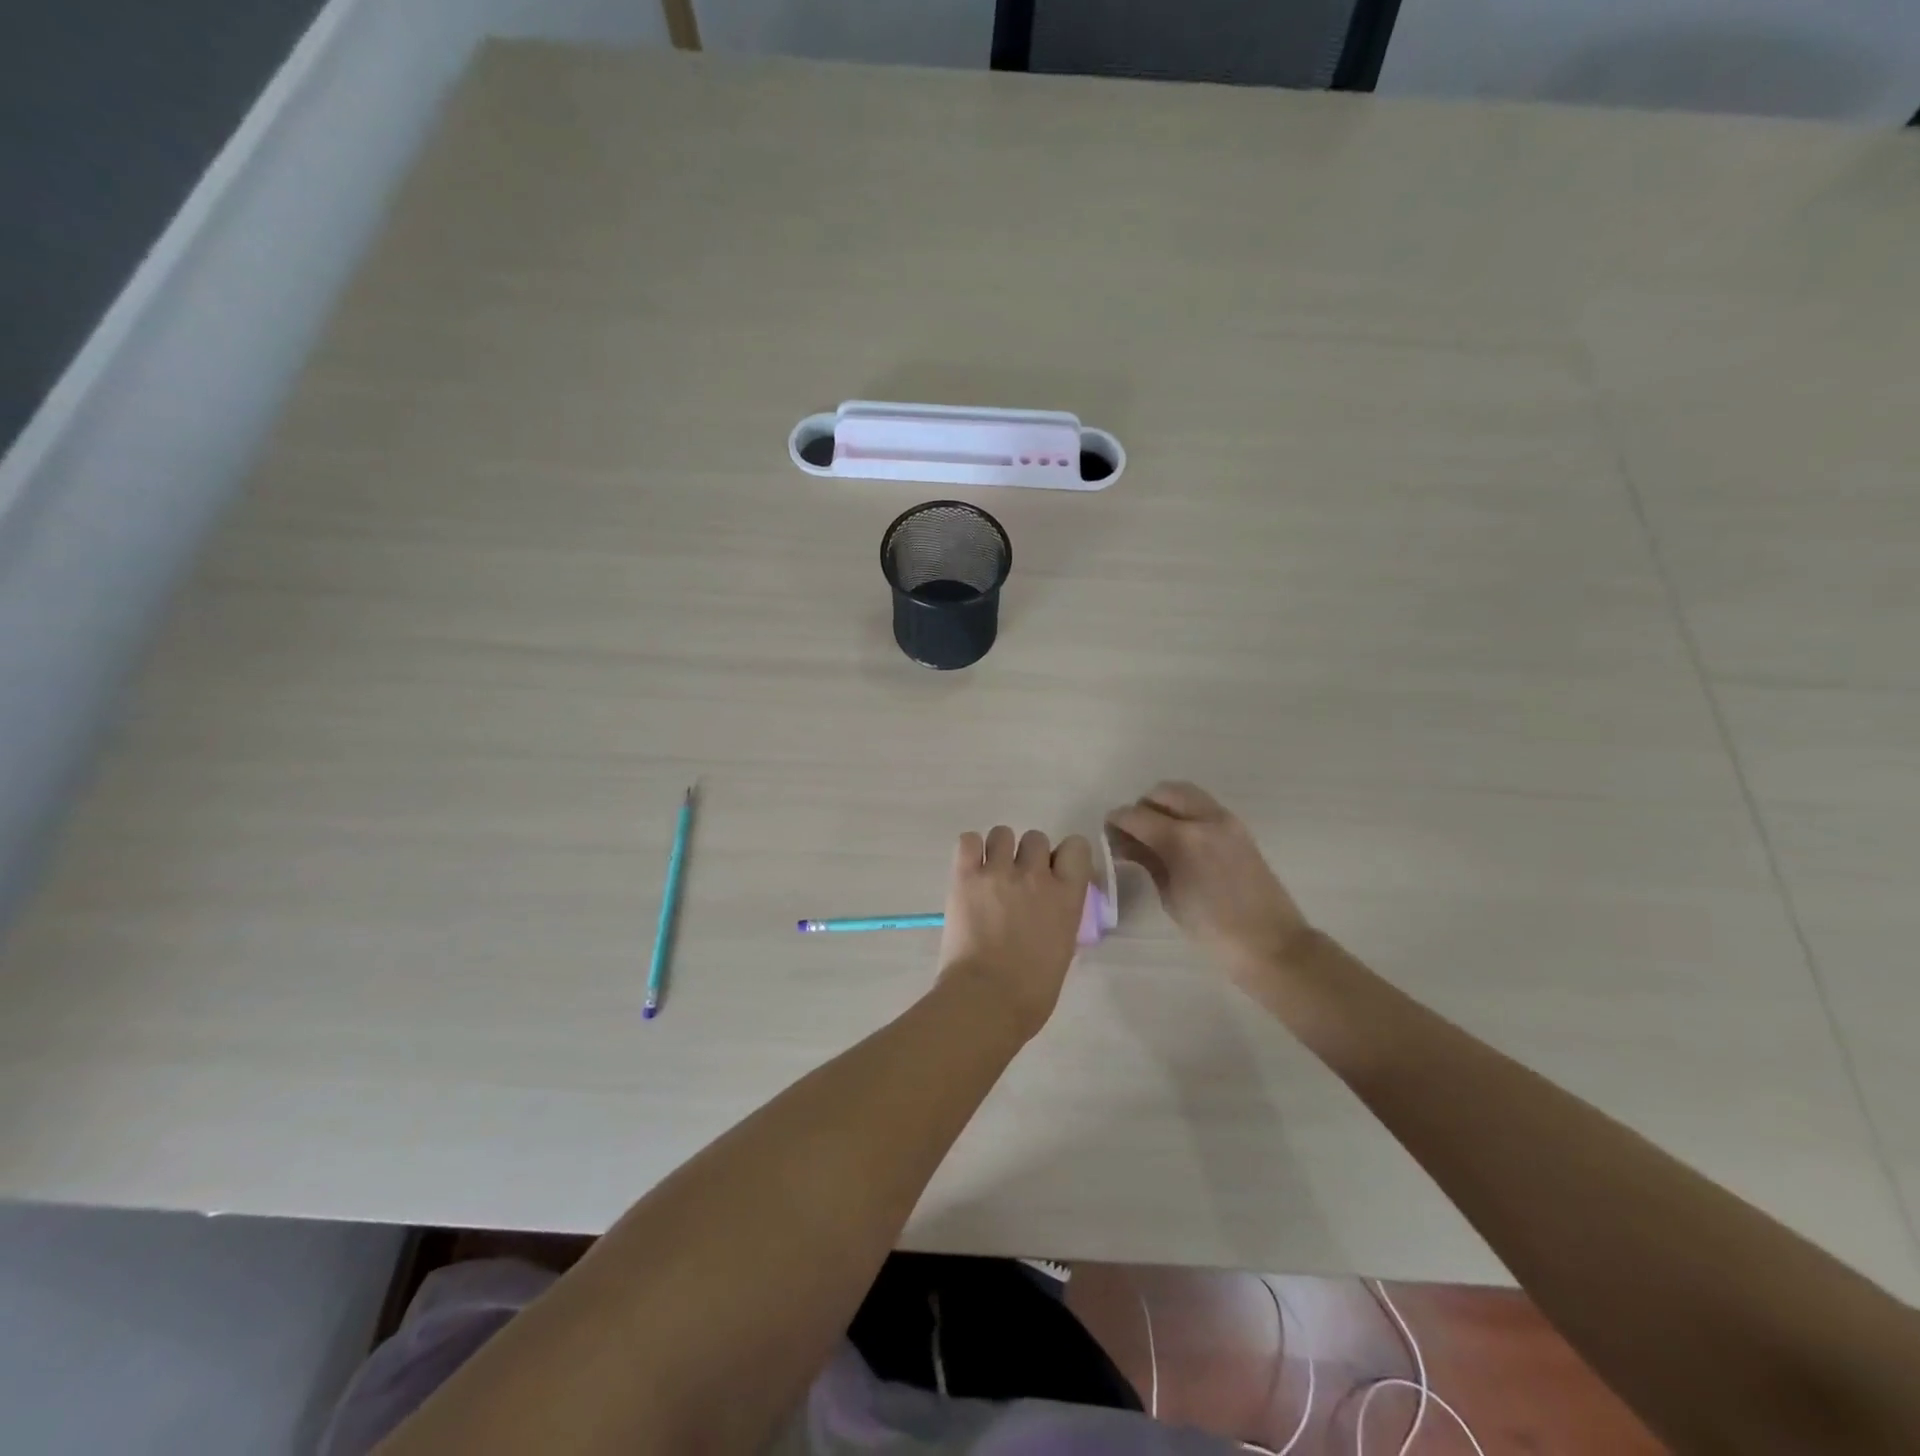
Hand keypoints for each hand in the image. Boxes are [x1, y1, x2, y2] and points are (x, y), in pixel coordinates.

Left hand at [938, 826, 1092, 1038]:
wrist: (986, 1001)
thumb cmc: (1032, 991)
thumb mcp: (1063, 948)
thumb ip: (1060, 915)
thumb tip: (1050, 906)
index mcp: (1067, 896)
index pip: (1076, 846)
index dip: (1065, 856)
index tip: (1055, 872)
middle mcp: (1035, 875)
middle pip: (1036, 838)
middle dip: (1028, 856)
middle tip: (1017, 882)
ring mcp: (998, 873)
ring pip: (1002, 833)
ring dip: (999, 850)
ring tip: (990, 875)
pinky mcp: (965, 877)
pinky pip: (968, 840)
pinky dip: (970, 850)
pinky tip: (970, 869)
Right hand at [1106, 782, 1312, 987]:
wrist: (1270, 943)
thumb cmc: (1212, 929)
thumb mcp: (1170, 896)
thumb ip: (1148, 861)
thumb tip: (1126, 844)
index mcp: (1183, 839)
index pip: (1136, 815)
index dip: (1116, 822)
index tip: (1108, 835)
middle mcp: (1204, 819)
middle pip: (1162, 793)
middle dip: (1142, 808)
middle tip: (1133, 834)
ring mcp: (1225, 820)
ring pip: (1184, 793)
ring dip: (1164, 806)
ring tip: (1156, 834)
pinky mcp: (1238, 828)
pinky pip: (1202, 806)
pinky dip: (1184, 812)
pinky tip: (1178, 840)